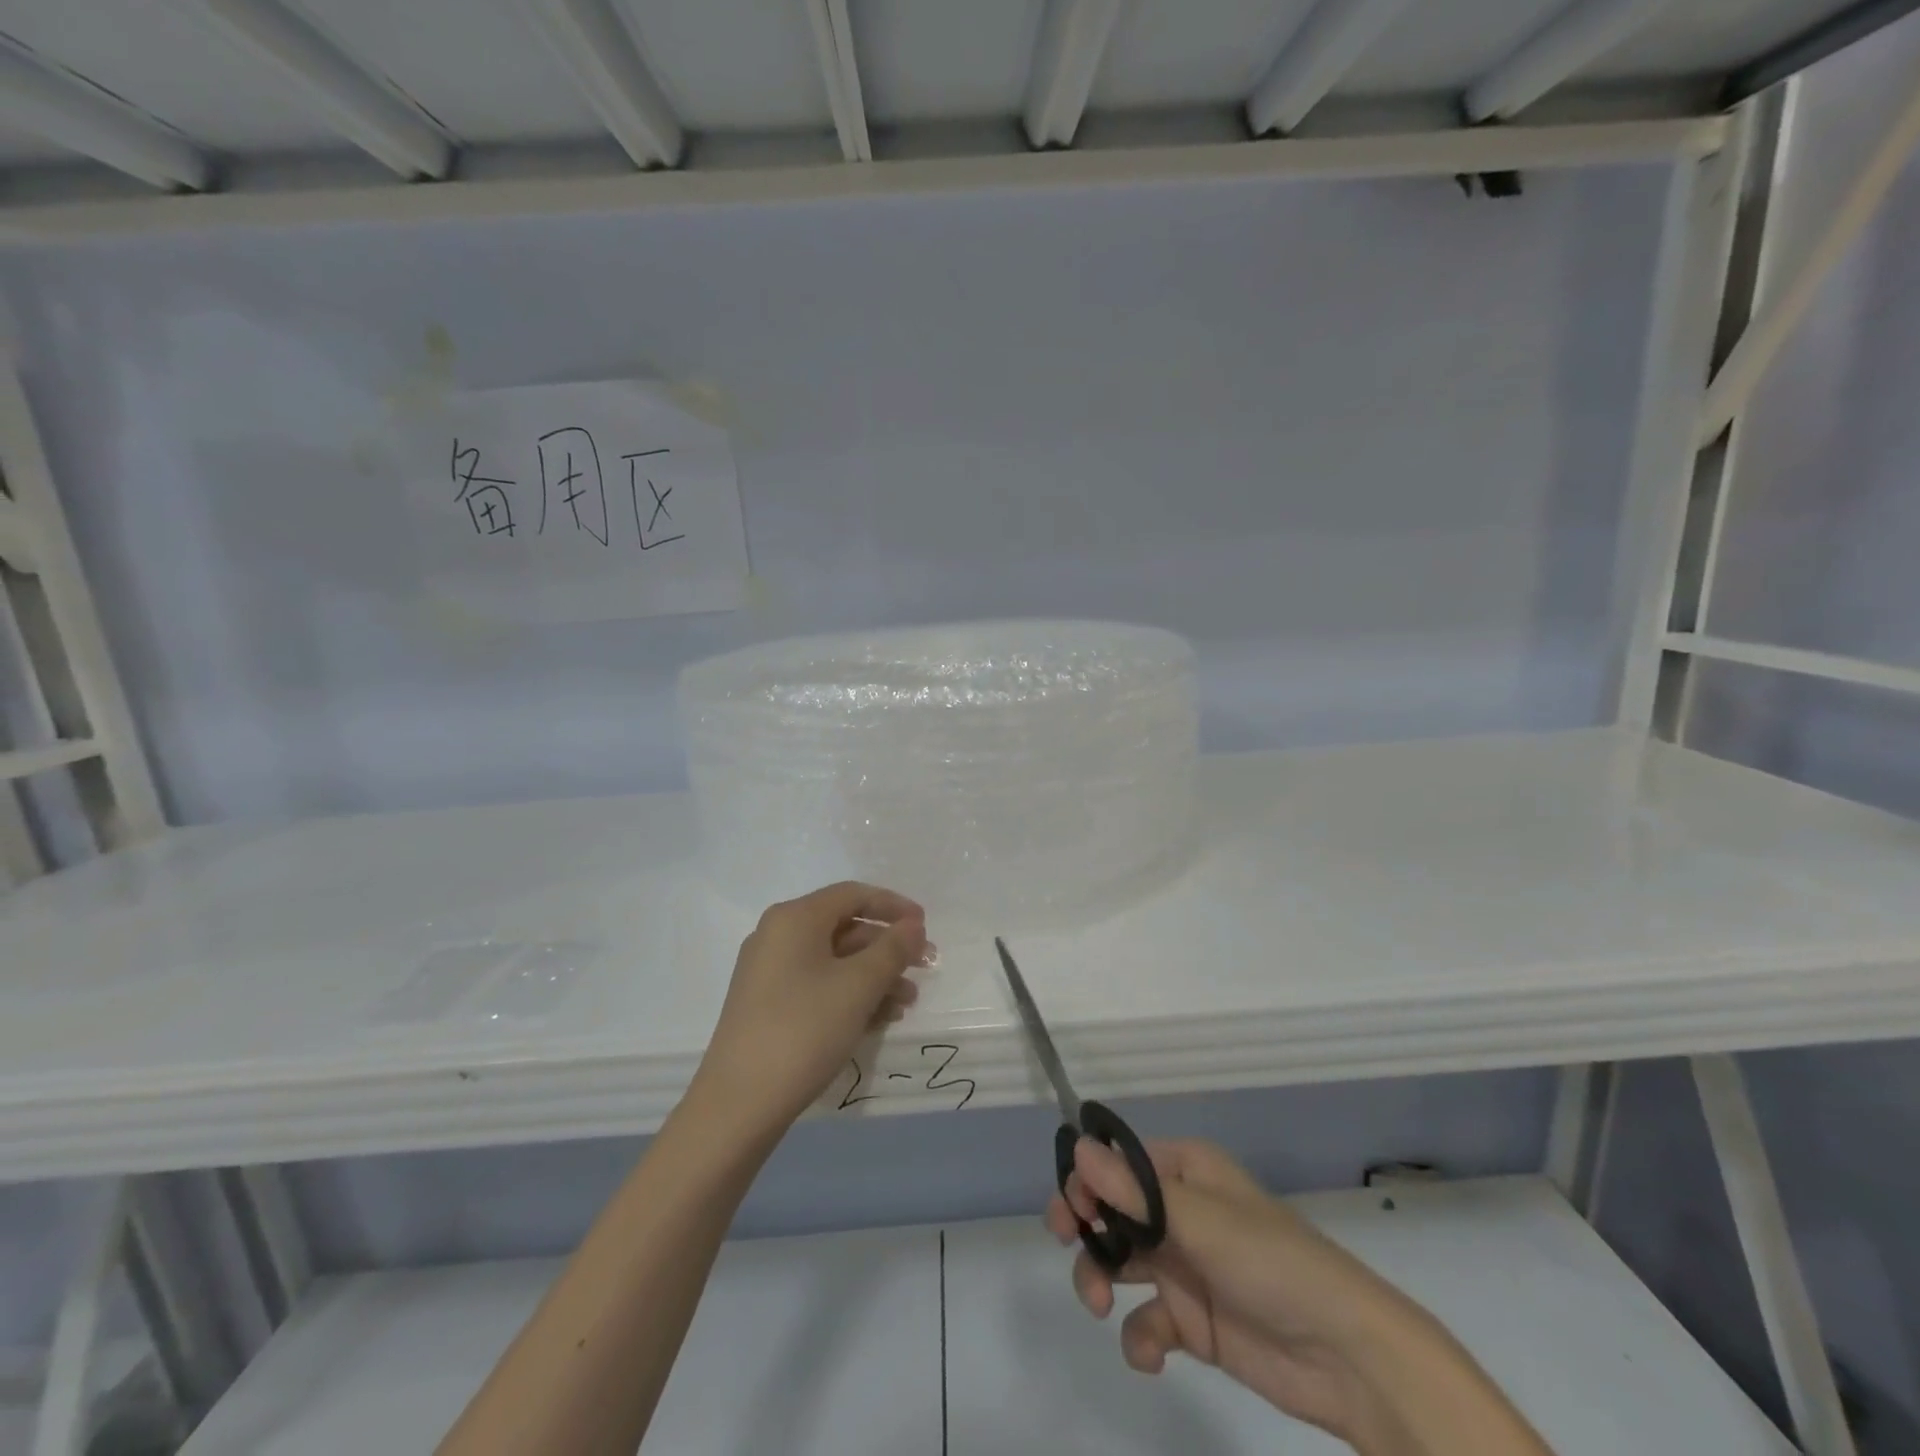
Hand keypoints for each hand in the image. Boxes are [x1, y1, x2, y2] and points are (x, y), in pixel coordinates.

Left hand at [693, 882, 932, 1136]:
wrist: (738, 1104)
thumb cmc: (804, 1030)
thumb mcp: (858, 986)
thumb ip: (892, 949)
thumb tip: (913, 924)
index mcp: (795, 918)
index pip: (853, 894)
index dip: (894, 906)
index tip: (926, 926)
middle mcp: (778, 935)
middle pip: (845, 927)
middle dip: (888, 948)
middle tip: (925, 968)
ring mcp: (769, 972)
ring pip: (835, 961)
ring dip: (875, 976)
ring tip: (907, 1004)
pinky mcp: (768, 1005)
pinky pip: (819, 985)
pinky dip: (851, 995)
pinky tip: (879, 1019)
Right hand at [1050, 1137, 1394, 1441]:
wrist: (1347, 1359)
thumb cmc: (1272, 1263)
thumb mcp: (1200, 1221)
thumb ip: (1134, 1193)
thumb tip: (1077, 1148)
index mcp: (1187, 1171)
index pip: (1121, 1161)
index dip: (1088, 1177)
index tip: (1070, 1206)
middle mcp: (1180, 1211)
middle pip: (1112, 1208)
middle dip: (1086, 1225)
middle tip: (1063, 1238)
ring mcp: (1184, 1266)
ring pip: (1120, 1261)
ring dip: (1100, 1278)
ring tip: (1101, 1303)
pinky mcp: (1193, 1322)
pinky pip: (1147, 1321)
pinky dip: (1139, 1338)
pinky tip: (1151, 1355)